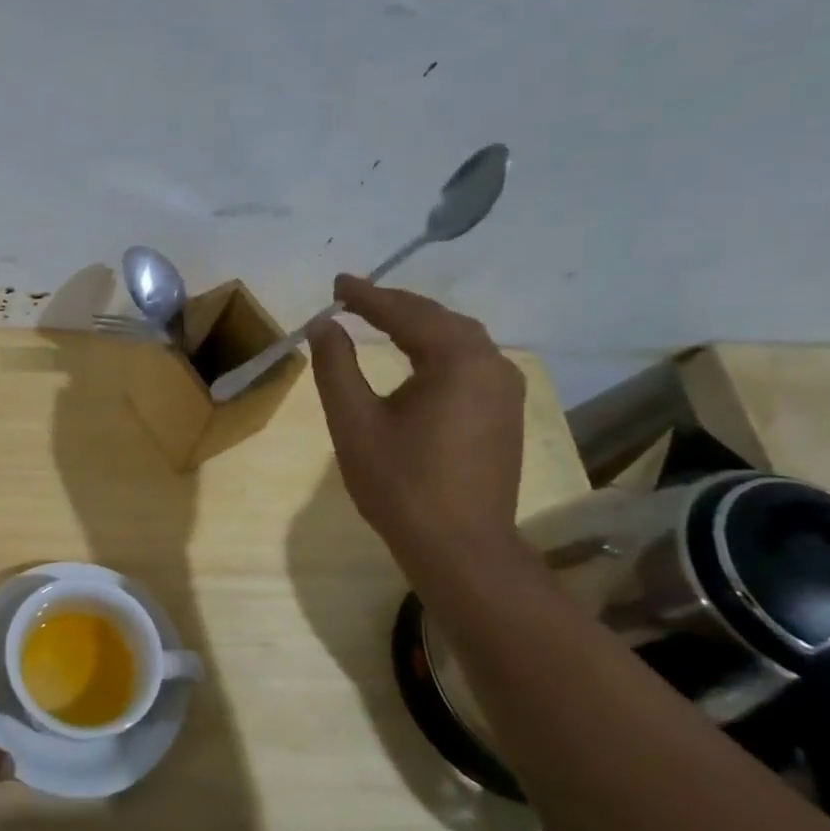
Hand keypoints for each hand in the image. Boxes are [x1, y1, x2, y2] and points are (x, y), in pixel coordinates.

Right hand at [308, 274, 526, 565]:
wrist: (459, 546)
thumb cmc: (400, 483)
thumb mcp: (354, 422)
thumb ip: (336, 367)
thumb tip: (324, 325)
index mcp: (458, 361)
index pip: (407, 313)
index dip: (367, 296)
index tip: (336, 284)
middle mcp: (492, 365)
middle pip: (439, 319)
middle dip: (395, 306)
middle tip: (354, 299)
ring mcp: (505, 390)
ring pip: (459, 340)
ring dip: (419, 326)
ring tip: (381, 320)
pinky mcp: (505, 413)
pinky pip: (470, 363)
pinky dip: (437, 350)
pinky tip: (417, 358)